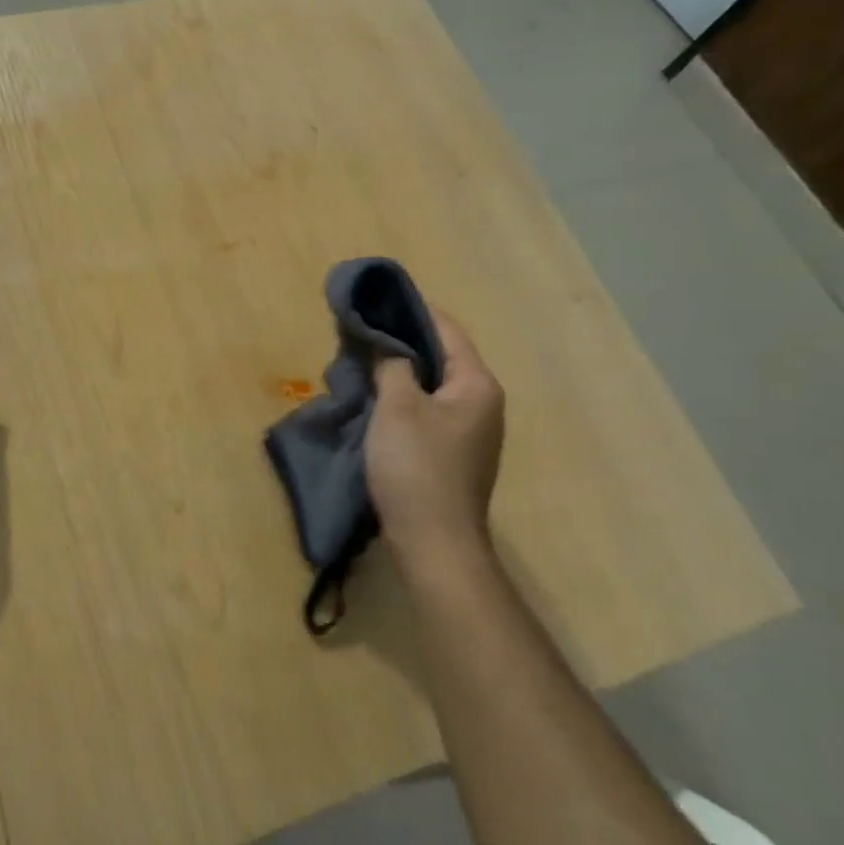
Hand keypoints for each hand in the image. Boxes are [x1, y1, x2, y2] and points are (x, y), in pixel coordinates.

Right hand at [366, 309, 504, 559]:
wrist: (435, 544)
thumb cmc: (417, 467)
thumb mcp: (397, 406)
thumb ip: (393, 365)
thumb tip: (389, 347)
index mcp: (477, 384)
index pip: (447, 329)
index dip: (412, 310)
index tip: (376, 300)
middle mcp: (482, 403)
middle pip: (441, 357)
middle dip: (401, 343)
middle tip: (361, 334)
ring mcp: (470, 432)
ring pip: (432, 386)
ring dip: (400, 373)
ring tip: (361, 363)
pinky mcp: (453, 455)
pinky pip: (427, 412)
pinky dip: (403, 400)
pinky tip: (375, 402)